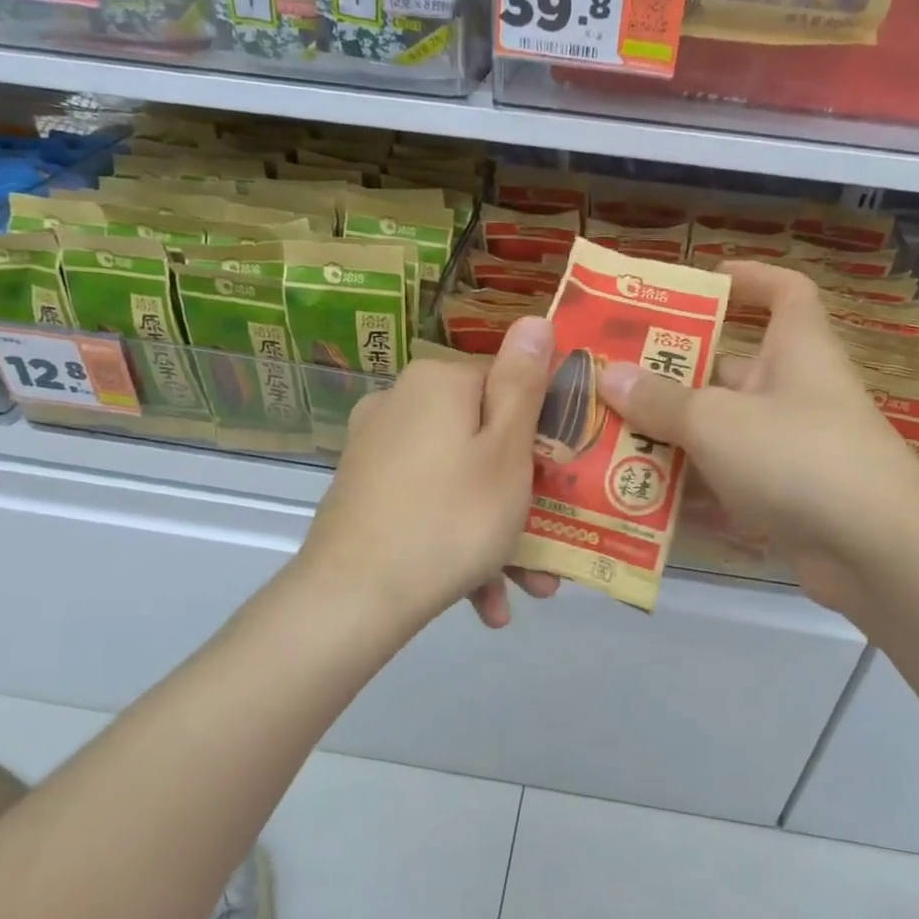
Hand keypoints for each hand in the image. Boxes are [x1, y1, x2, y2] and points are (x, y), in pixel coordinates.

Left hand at [300, 317, 561, 634]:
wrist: (353, 599)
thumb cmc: (452, 518)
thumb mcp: (506, 450)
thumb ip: (523, 384)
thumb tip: (534, 319)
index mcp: (438, 382)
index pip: (509, 384)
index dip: (544, 430)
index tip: (565, 476)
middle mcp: (400, 403)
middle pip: (483, 438)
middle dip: (522, 493)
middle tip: (552, 542)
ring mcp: (376, 449)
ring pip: (458, 480)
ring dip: (497, 530)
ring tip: (527, 585)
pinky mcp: (364, 492)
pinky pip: (427, 506)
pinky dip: (457, 542)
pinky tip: (483, 600)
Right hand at [597, 262, 918, 614]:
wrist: (877, 552)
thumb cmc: (798, 455)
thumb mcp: (717, 421)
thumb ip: (660, 401)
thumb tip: (608, 375)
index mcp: (795, 350)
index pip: (784, 293)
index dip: (749, 278)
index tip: (703, 280)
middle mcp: (795, 393)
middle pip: (729, 370)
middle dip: (673, 376)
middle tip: (612, 381)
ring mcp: (791, 450)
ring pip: (721, 433)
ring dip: (672, 439)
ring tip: (609, 440)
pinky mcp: (785, 500)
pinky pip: (728, 484)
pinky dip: (691, 491)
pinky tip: (639, 499)